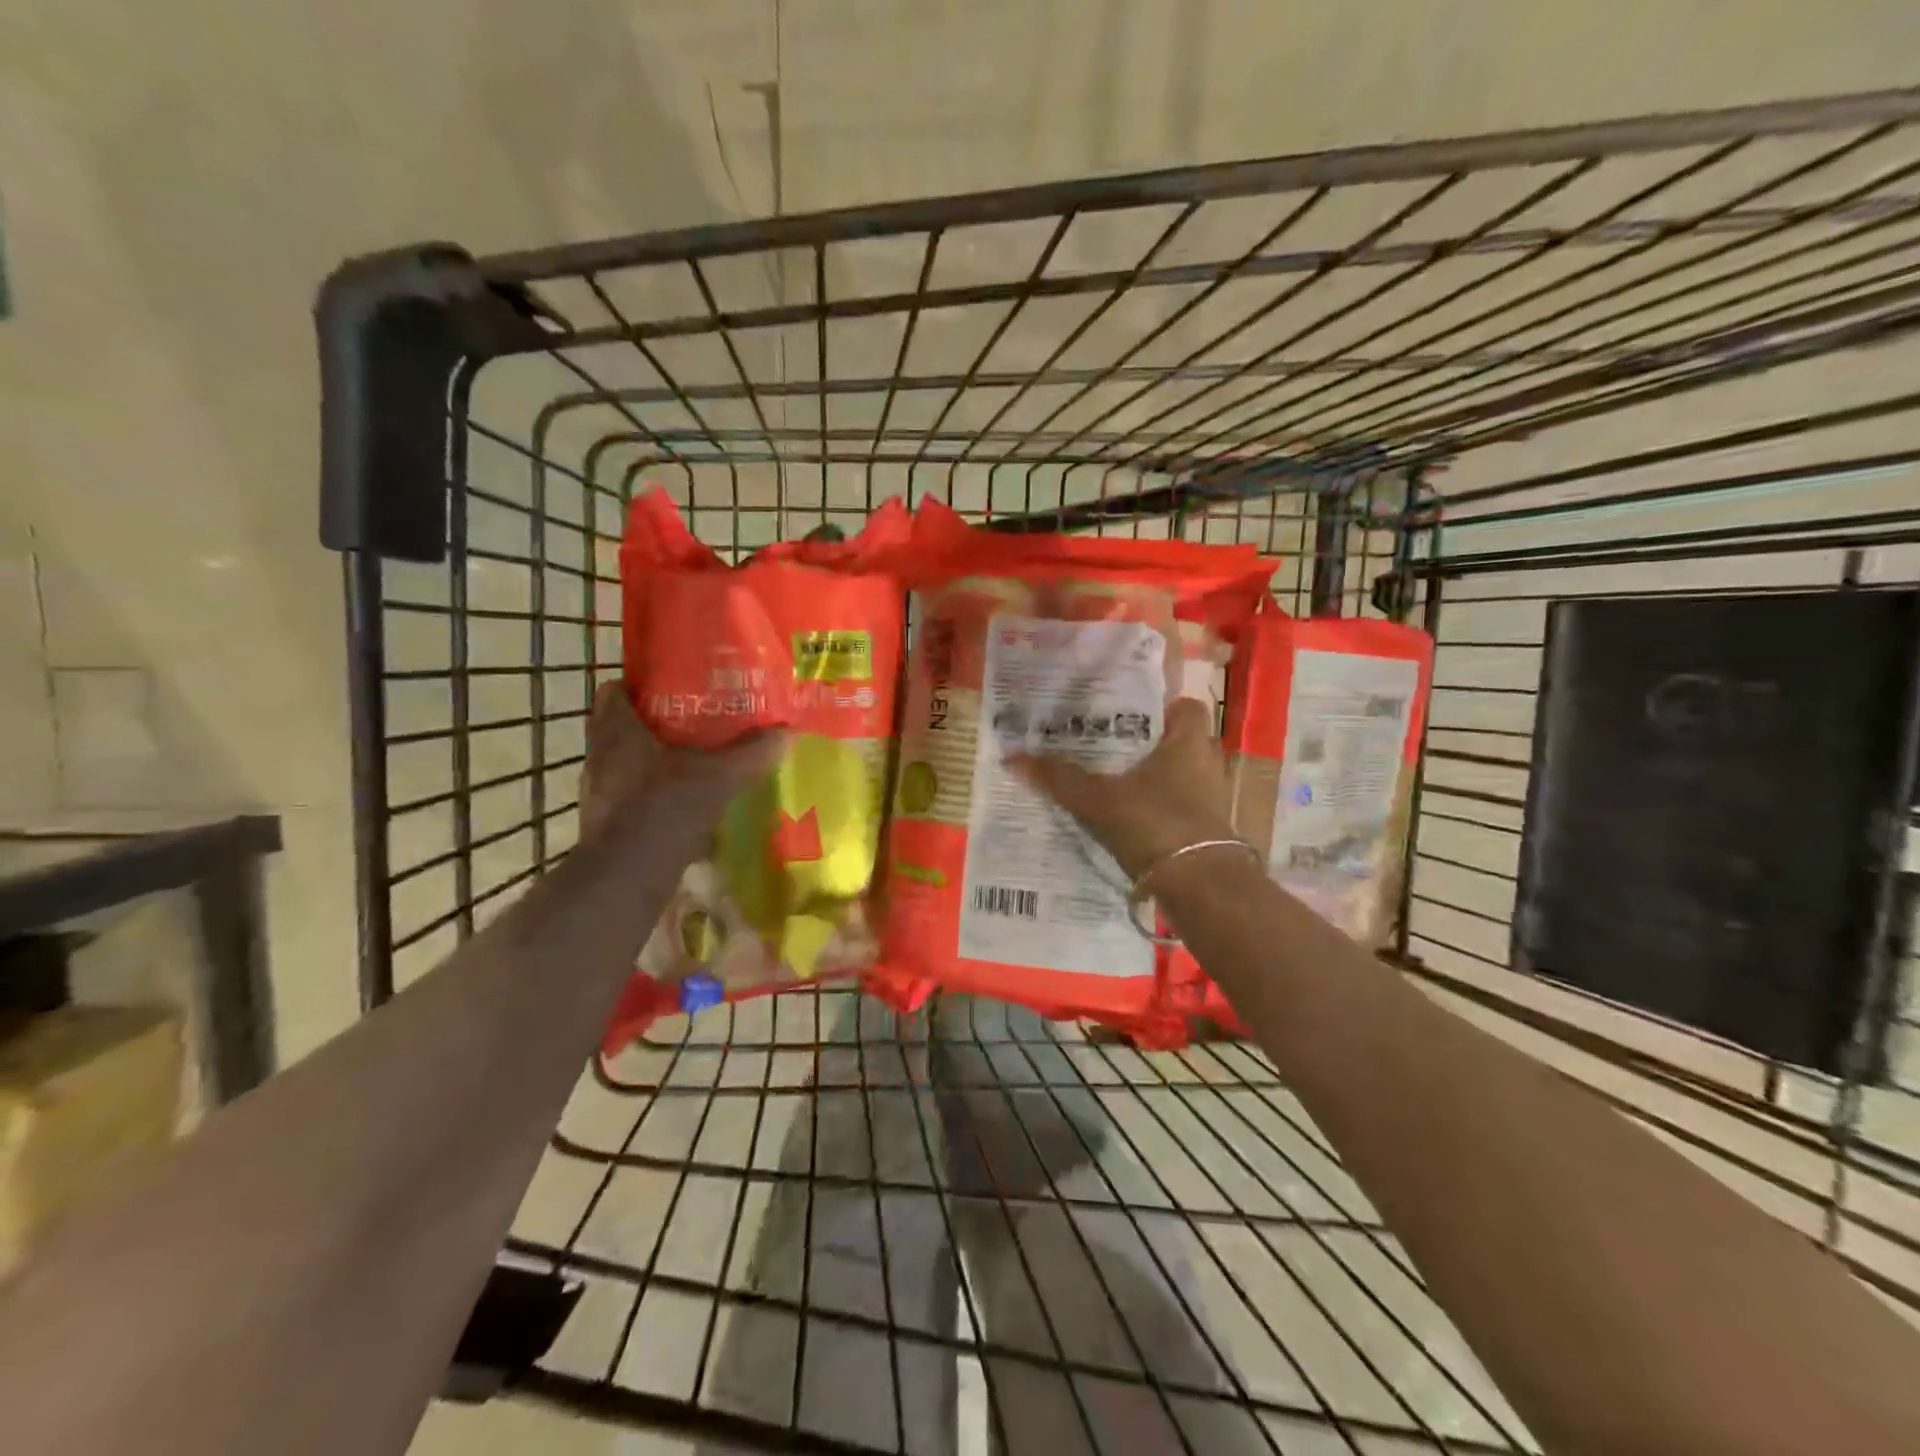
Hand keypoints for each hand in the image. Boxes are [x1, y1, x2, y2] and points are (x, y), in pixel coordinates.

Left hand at [579, 680, 783, 848]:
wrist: (627, 875)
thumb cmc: (665, 809)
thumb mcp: (719, 777)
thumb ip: (751, 754)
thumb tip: (787, 732)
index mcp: (619, 731)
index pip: (613, 691)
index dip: (637, 685)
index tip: (669, 686)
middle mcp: (600, 754)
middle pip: (618, 725)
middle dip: (651, 722)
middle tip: (688, 721)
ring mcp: (597, 789)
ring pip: (622, 761)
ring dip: (648, 758)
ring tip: (686, 759)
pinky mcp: (603, 820)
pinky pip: (626, 793)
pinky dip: (648, 791)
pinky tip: (678, 800)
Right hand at [1009, 696, 1237, 880]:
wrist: (1201, 888)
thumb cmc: (1156, 824)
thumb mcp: (1099, 800)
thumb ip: (1060, 778)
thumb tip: (1012, 757)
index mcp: (1189, 741)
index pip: (1184, 706)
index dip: (1159, 706)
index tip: (1124, 714)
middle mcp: (1206, 763)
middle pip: (1176, 741)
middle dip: (1145, 743)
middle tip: (1105, 745)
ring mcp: (1209, 798)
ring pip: (1176, 775)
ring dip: (1150, 777)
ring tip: (1109, 779)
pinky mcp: (1205, 829)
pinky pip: (1177, 805)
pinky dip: (1155, 807)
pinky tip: (1124, 816)